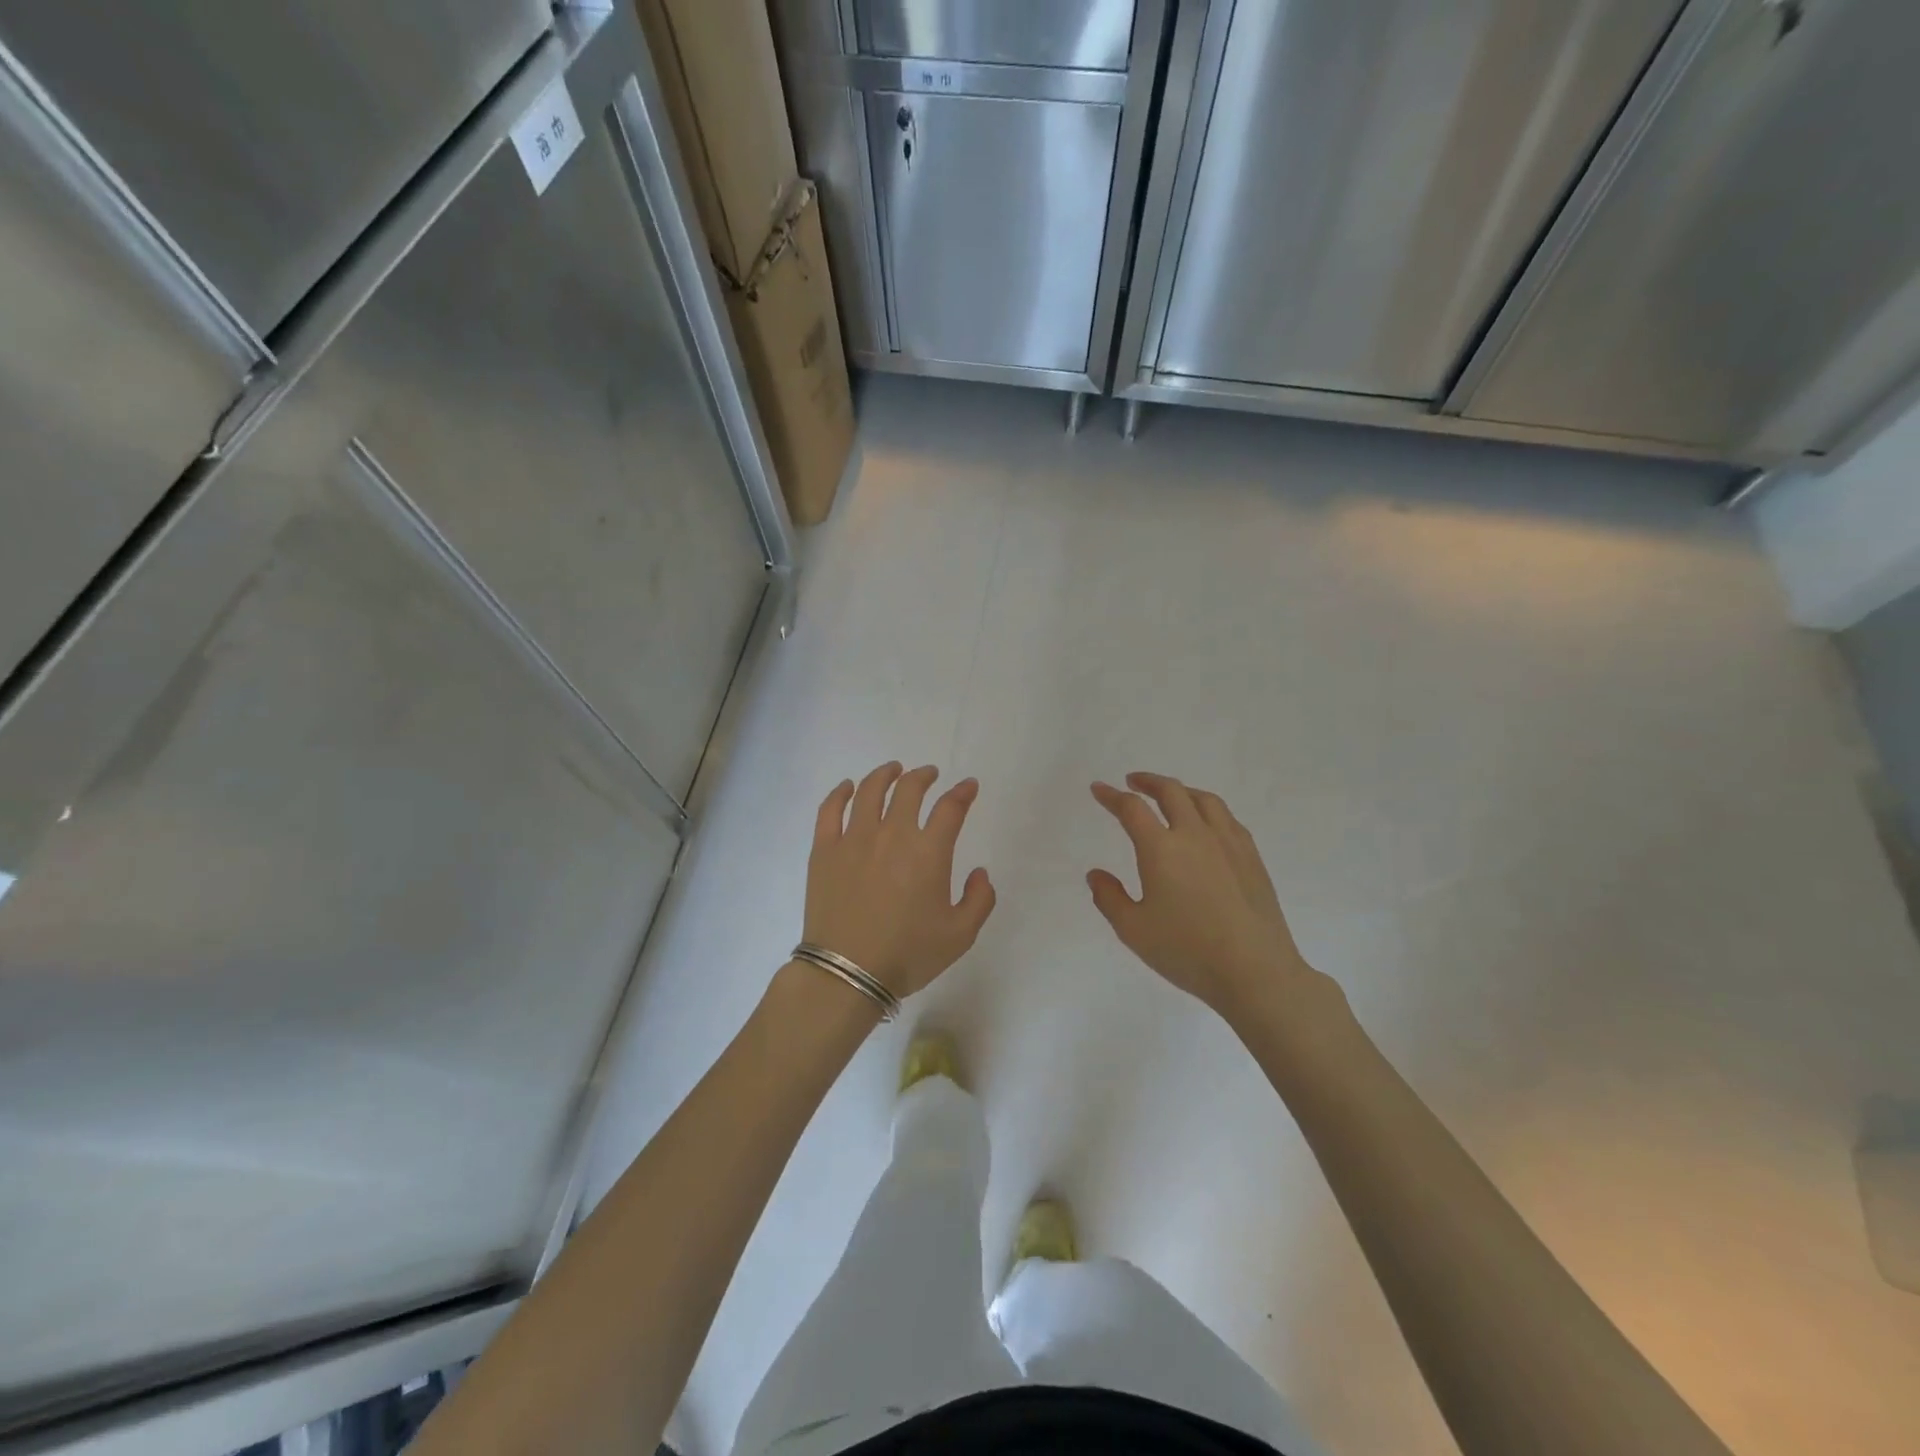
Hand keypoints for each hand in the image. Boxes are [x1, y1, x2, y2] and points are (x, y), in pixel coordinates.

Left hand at [804, 762, 995, 999]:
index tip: (968, 786)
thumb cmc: (907, 955)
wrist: (847, 974)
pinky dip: (840, 792)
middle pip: (909, 789)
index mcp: (928, 852)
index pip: (950, 808)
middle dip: (923, 776)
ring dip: (885, 774)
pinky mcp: (824, 850)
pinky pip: (830, 810)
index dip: (963, 792)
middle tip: (929, 774)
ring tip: (893, 770)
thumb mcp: (960, 935)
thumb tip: (979, 872)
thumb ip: (979, 900)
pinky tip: (847, 787)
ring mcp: (854, 839)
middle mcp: (892, 834)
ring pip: (870, 791)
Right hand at [1087, 773, 1343, 1028]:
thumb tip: (1096, 874)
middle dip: (1148, 782)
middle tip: (1133, 782)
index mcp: (1161, 848)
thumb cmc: (1187, 951)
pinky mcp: (1251, 857)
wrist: (1255, 971)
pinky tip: (1207, 824)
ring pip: (1204, 800)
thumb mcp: (1133, 930)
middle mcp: (1195, 835)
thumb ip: (1109, 898)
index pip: (1132, 809)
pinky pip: (1227, 818)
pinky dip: (1208, 809)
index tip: (1099, 789)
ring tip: (1171, 796)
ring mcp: (1228, 843)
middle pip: (1171, 792)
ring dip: (1181, 791)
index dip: (1111, 796)